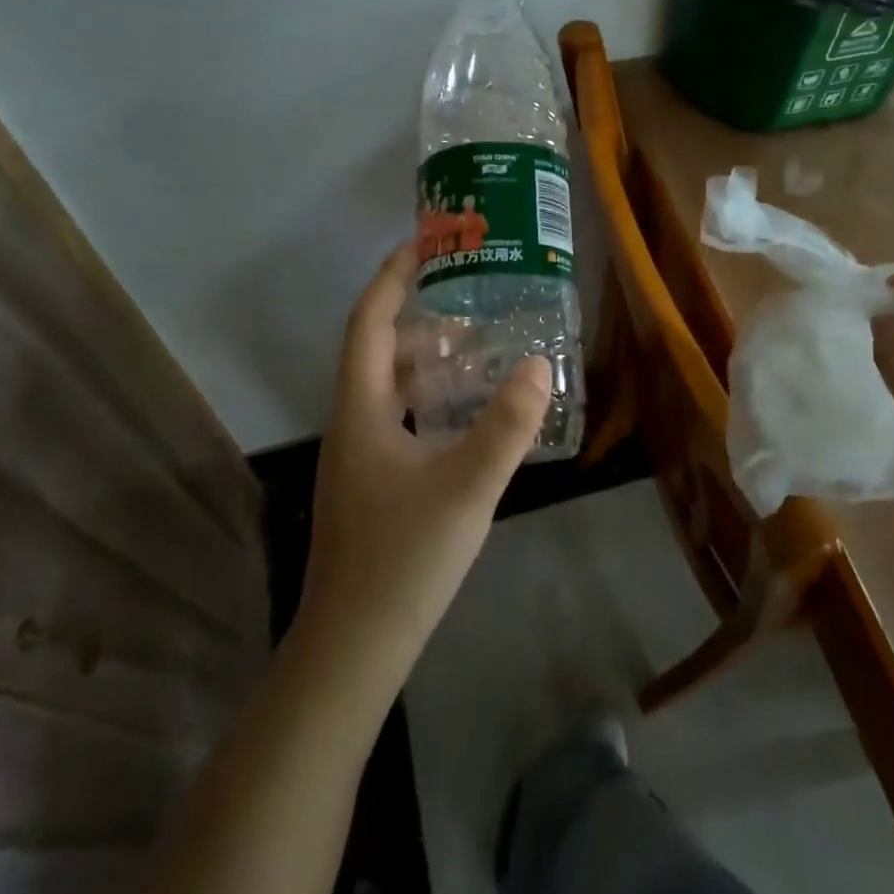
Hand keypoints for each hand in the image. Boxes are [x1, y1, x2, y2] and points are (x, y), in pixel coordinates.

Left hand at [296, 243, 551, 696]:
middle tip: (473, 304)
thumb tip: (540, 363)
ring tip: (480, 353)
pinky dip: (432, 402)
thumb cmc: (403, 560)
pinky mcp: (372, 485)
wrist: (353, 650)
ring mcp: (360, 457)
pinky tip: (468, 417)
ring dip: (430, 363)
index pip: (371, 322)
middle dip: (423, 320)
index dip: (393, 277)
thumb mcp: (466, 486)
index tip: (424, 243)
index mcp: (362, 409)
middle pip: (382, 351)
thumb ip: (507, 425)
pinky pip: (401, 420)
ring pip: (392, 389)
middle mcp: (353, 423)